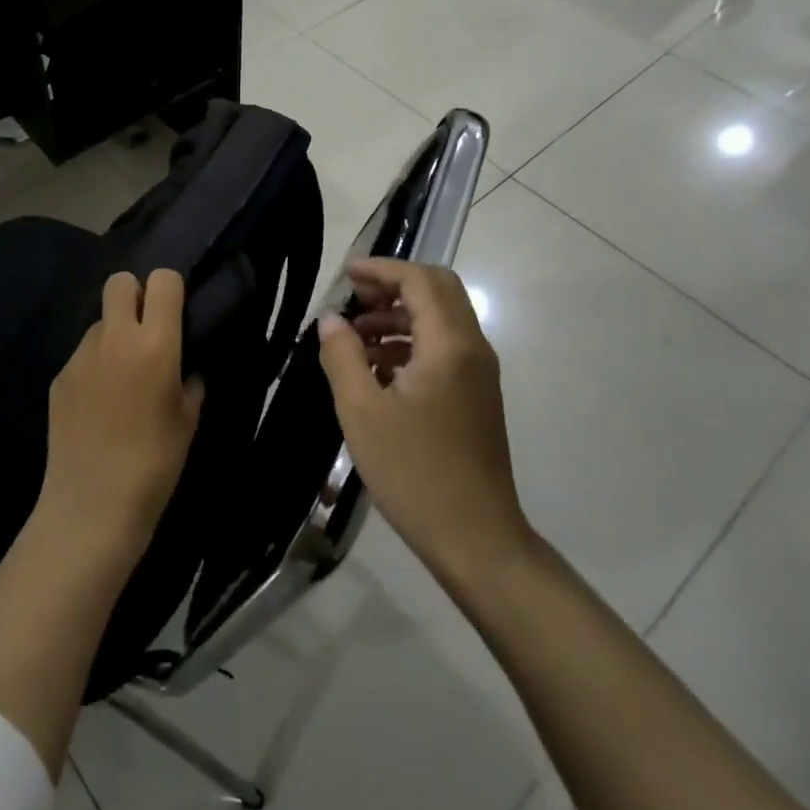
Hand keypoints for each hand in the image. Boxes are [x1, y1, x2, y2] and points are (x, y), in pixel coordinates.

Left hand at [40, 269, 204, 555]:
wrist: (93, 505)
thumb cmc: (155, 463)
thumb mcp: (188, 419)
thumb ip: (190, 380)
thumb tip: (184, 366)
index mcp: (155, 343)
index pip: (162, 280)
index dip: (170, 289)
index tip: (175, 312)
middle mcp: (115, 337)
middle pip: (120, 281)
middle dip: (135, 295)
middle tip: (146, 331)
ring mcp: (81, 355)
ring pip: (100, 321)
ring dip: (114, 334)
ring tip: (121, 376)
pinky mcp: (59, 377)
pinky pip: (83, 354)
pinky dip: (95, 365)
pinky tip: (99, 403)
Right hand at [317, 258, 530, 590]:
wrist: (476, 539)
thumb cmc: (415, 472)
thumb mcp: (362, 412)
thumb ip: (342, 356)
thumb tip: (331, 319)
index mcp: (450, 344)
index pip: (420, 280)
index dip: (381, 269)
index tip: (345, 274)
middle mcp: (472, 349)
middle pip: (438, 290)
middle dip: (393, 285)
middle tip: (352, 298)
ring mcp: (478, 374)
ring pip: (441, 320)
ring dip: (399, 315)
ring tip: (354, 336)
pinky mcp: (475, 397)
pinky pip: (443, 349)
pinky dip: (410, 342)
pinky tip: (376, 369)